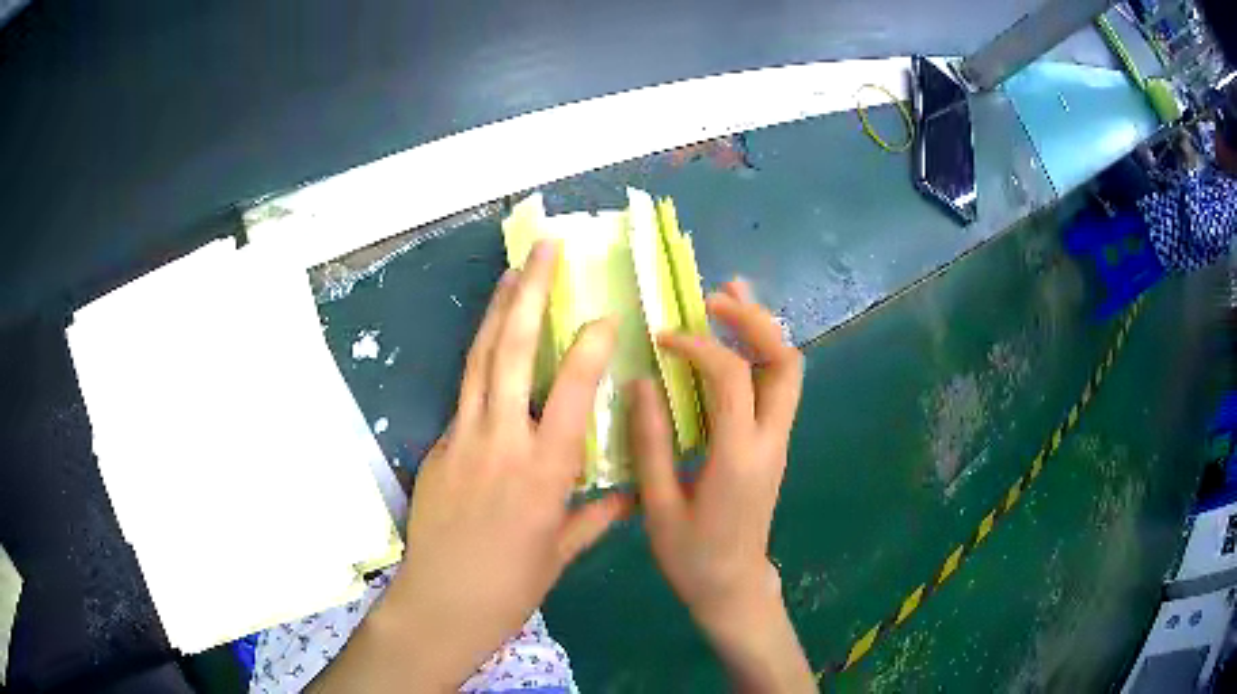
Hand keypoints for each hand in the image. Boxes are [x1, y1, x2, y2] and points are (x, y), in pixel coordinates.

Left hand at [376, 241, 629, 688]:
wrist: (440, 604)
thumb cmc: (510, 587)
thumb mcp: (561, 554)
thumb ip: (598, 516)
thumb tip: (632, 494)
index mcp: (543, 471)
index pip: (571, 390)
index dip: (588, 346)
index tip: (603, 315)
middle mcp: (500, 441)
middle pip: (512, 351)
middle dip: (530, 293)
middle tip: (545, 249)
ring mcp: (461, 438)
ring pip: (479, 359)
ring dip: (498, 309)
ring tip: (514, 270)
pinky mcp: (438, 446)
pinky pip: (464, 394)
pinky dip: (481, 361)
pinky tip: (493, 347)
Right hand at [631, 279, 813, 691]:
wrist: (734, 587)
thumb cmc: (693, 555)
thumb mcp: (660, 506)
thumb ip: (651, 443)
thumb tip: (640, 382)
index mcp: (740, 457)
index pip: (731, 378)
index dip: (698, 346)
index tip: (663, 338)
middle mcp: (770, 440)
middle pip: (785, 362)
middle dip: (754, 320)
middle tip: (715, 296)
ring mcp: (778, 441)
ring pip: (788, 370)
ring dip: (761, 331)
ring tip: (729, 298)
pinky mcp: (773, 444)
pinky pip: (776, 387)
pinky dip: (758, 354)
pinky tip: (731, 342)